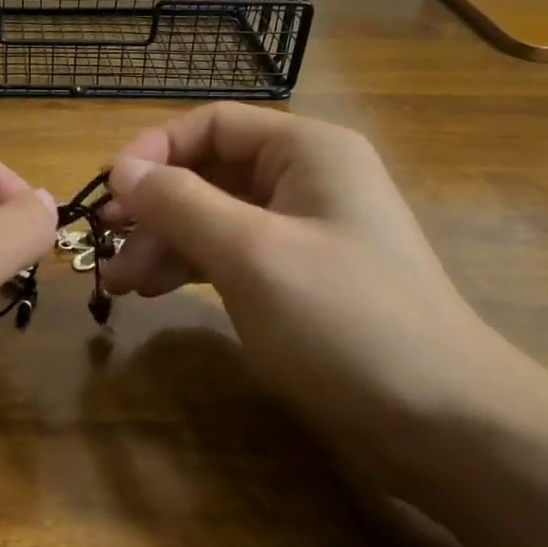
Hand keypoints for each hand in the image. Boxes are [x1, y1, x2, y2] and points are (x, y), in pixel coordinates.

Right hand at [100, 103, 518, 480]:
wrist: (444, 422)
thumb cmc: (345, 322)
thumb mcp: (250, 254)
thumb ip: (180, 203)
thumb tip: (121, 169)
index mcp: (306, 150)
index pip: (211, 124)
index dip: (153, 150)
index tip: (107, 192)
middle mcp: (305, 178)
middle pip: (208, 171)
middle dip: (153, 207)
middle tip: (103, 244)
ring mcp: (303, 229)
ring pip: (213, 216)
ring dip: (163, 242)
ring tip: (120, 283)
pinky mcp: (298, 274)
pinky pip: (230, 253)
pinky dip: (190, 267)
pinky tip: (154, 292)